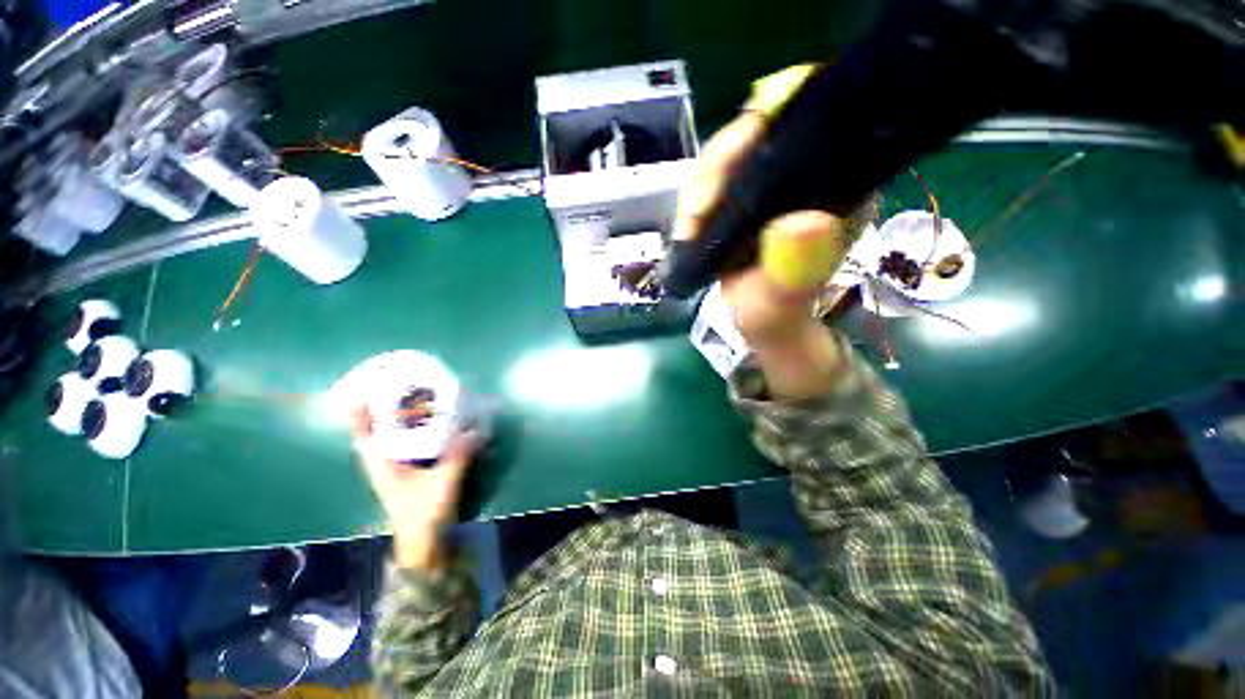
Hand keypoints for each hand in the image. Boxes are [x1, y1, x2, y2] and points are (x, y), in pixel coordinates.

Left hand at [352, 408, 477, 570]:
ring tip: (414, 405)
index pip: (364, 440)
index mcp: (383, 468)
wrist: (425, 544)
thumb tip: (474, 431)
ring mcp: (397, 473)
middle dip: (381, 415)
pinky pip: (408, 449)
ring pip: (392, 443)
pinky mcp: (411, 476)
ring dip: (398, 425)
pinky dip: (414, 436)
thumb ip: (458, 457)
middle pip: (376, 436)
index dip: (359, 419)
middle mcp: (386, 467)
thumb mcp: (442, 484)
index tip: (360, 396)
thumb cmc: (424, 515)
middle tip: (397, 393)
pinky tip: (432, 428)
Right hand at [674, 113, 848, 399]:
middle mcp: (804, 175)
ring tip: (687, 230)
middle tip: (694, 214)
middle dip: (715, 169)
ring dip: (698, 190)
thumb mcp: (786, 299)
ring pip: (728, 158)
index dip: (759, 134)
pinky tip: (687, 227)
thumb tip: (802, 223)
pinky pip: (713, 183)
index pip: (802, 129)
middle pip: (756, 135)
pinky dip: (694, 202)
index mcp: (834, 187)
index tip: (724, 171)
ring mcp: (770, 185)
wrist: (761, 323)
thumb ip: (794, 269)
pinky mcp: (742, 199)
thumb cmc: (777, 313)